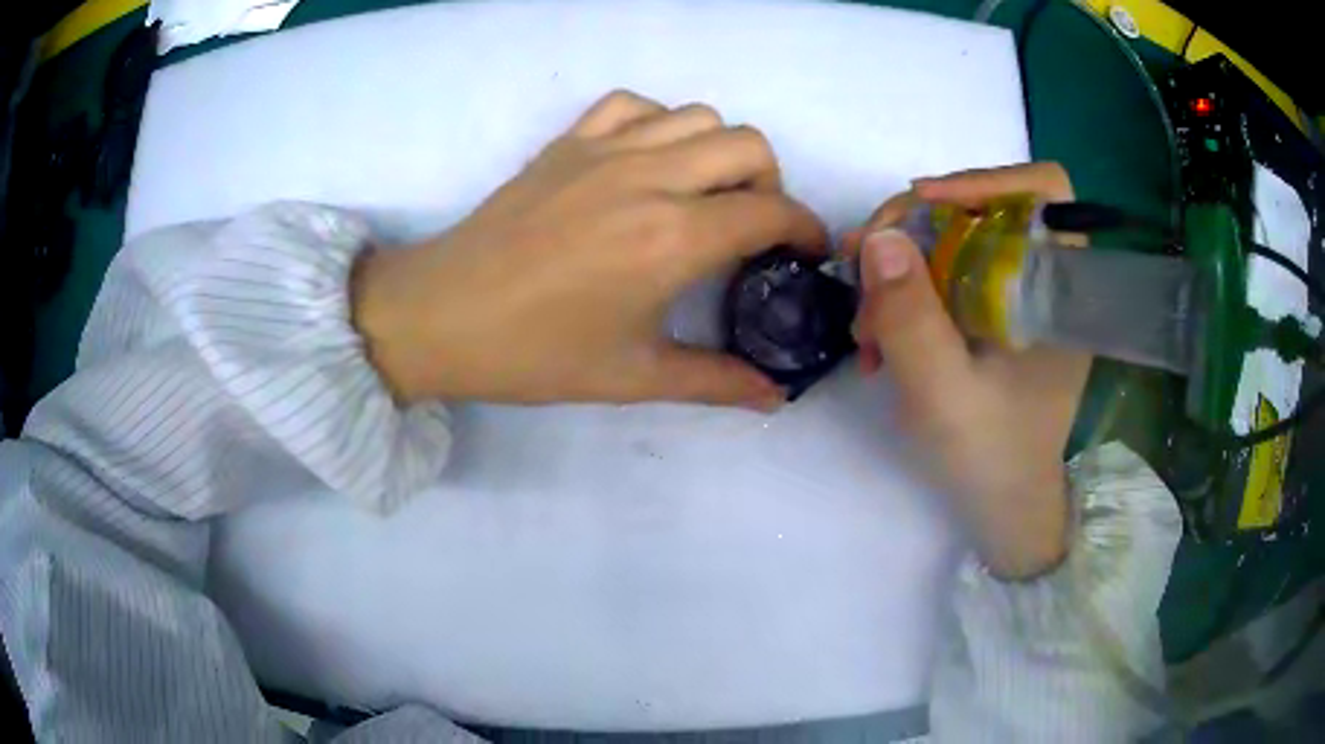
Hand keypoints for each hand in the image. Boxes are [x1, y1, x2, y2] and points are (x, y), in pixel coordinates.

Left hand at [353, 91, 825, 407]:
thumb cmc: (536, 354)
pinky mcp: (568, 142)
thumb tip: (775, 396)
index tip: (807, 252)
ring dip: (721, 149)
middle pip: (748, 145)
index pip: (772, 211)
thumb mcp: (633, 376)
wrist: (443, 317)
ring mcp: (605, 150)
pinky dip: (659, 123)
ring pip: (698, 115)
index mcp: (673, 237)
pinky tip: (649, 160)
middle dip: (772, 183)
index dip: (806, 229)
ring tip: (705, 192)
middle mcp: (651, 177)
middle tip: (754, 227)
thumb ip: (715, 380)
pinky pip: (633, 105)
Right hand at [848, 163, 1089, 578]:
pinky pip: (945, 274)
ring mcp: (1016, 297)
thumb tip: (880, 239)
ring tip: (864, 326)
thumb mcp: (943, 394)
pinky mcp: (994, 314)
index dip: (987, 179)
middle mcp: (1043, 281)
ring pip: (953, 241)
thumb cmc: (990, 457)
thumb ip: (912, 319)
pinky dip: (905, 293)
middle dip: (914, 228)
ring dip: (899, 268)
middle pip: (982, 209)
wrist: (1001, 507)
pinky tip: (879, 335)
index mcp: (1059, 291)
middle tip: (861, 263)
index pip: (1045, 191)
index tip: (923, 204)